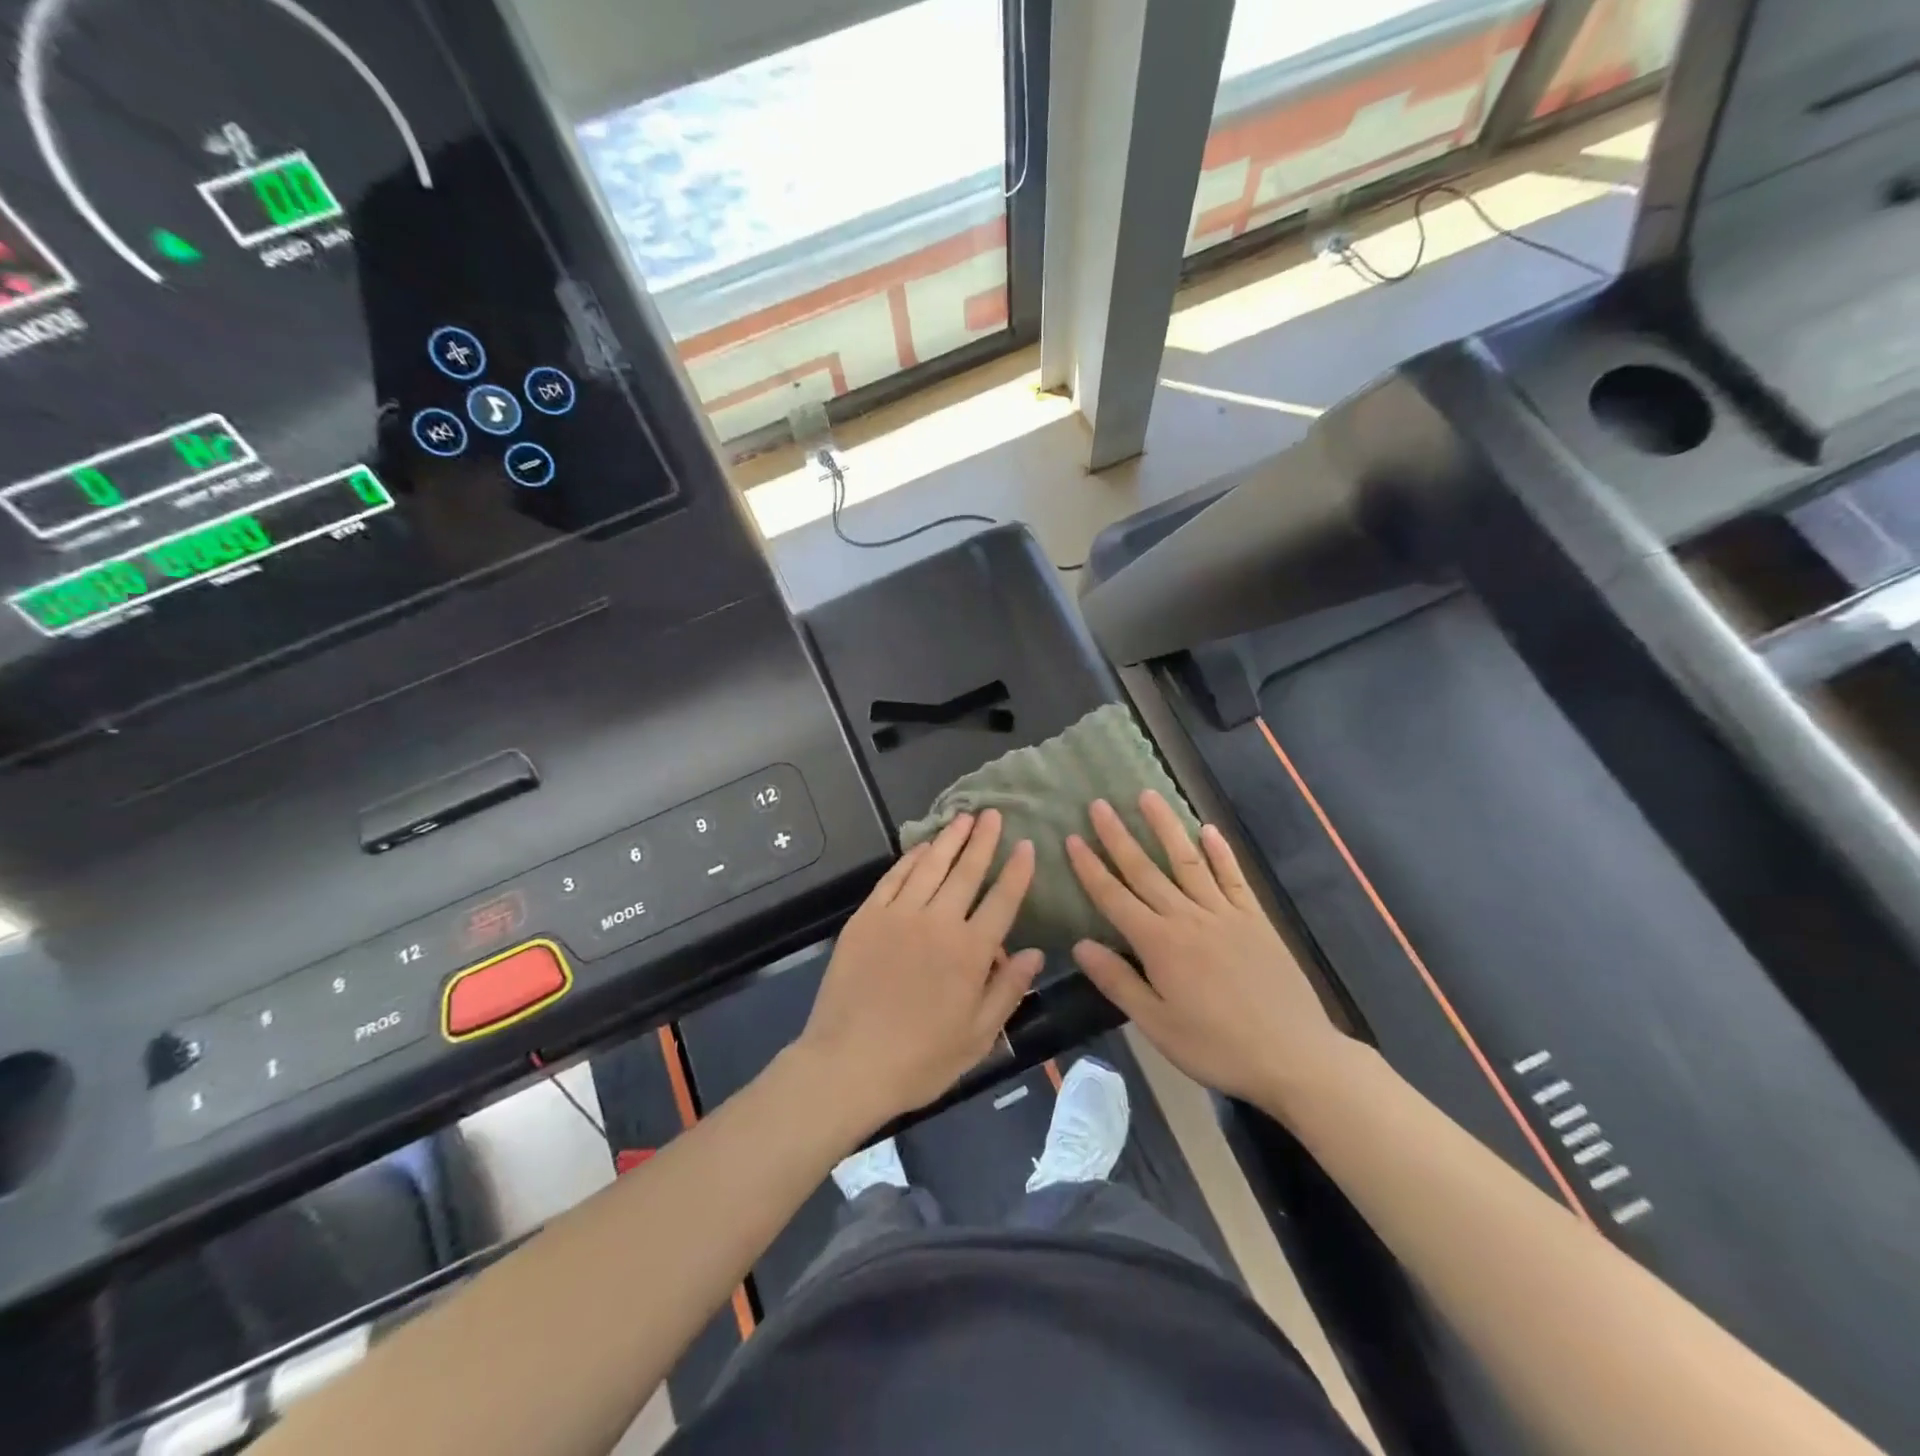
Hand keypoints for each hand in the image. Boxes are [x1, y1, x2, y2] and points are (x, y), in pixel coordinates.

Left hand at [799, 810, 1044, 1131]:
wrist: (848, 1064)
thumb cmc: (920, 1060)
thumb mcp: (977, 1037)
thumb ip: (1008, 990)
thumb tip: (1035, 953)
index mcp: (970, 952)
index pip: (1003, 900)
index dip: (1017, 871)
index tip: (1027, 845)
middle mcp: (939, 922)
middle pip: (967, 872)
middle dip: (983, 840)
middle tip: (993, 813)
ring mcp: (899, 915)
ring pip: (931, 866)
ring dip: (949, 840)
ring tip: (963, 818)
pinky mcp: (867, 917)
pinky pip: (894, 878)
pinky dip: (911, 859)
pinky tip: (922, 847)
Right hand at [1065, 793, 1350, 1112]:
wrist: (1294, 1055)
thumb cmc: (1217, 1047)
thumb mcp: (1157, 1025)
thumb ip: (1118, 981)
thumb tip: (1080, 944)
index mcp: (1159, 944)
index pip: (1114, 897)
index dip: (1090, 867)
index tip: (1072, 837)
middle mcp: (1187, 917)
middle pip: (1146, 870)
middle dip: (1118, 836)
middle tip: (1098, 804)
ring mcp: (1224, 913)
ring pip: (1188, 861)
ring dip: (1166, 827)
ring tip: (1148, 795)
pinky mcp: (1255, 918)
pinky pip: (1233, 877)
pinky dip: (1220, 852)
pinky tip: (1208, 830)